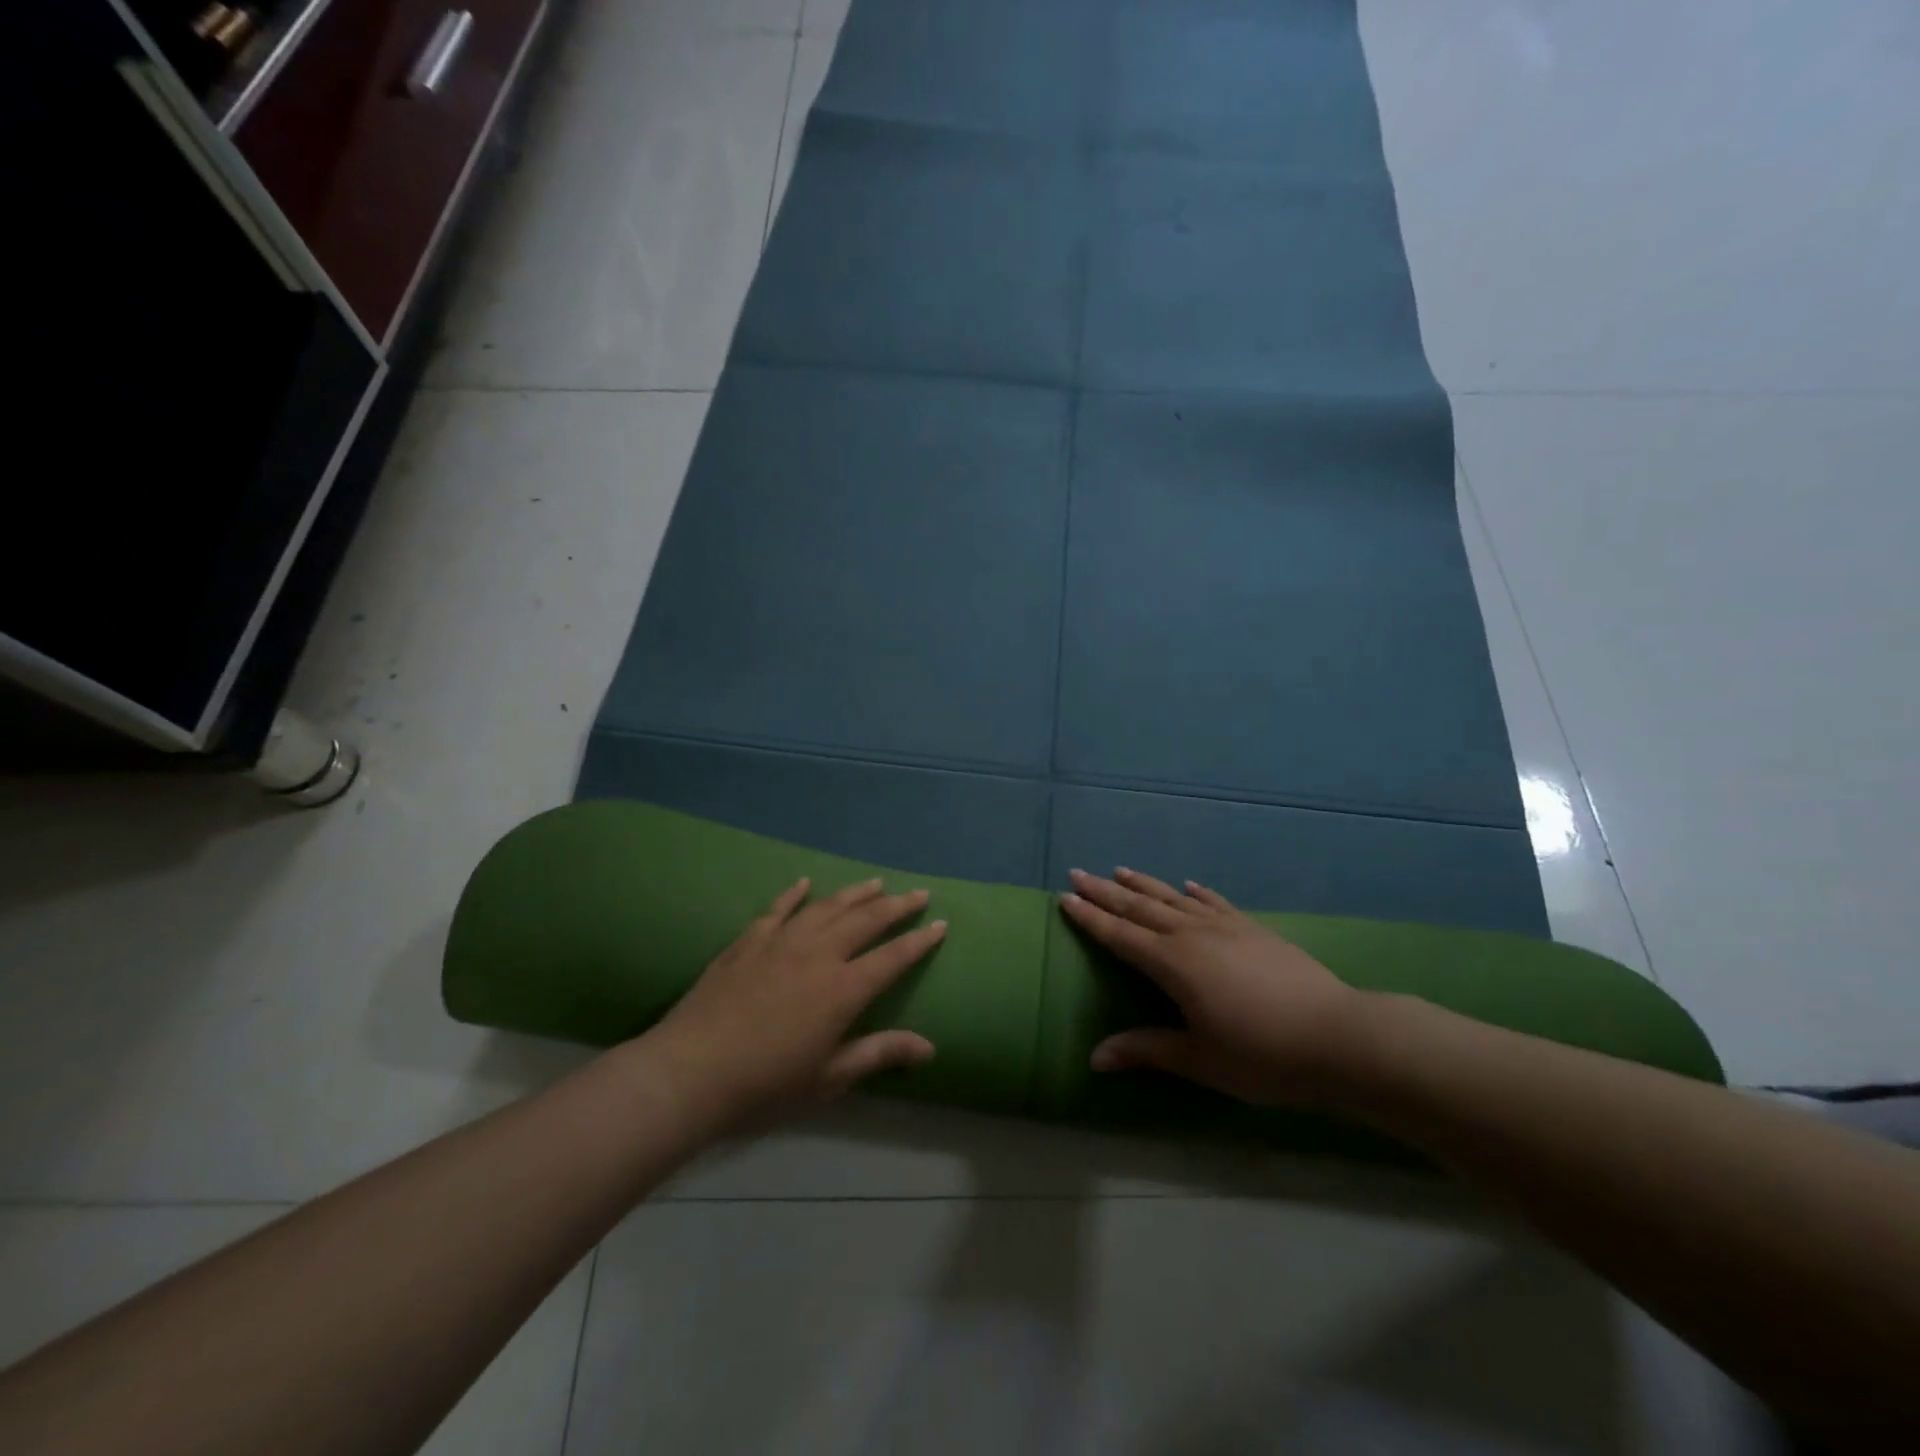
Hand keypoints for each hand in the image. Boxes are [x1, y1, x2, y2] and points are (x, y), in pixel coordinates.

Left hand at [644, 877, 944, 1130]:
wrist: (691, 1072)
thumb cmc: (767, 1083)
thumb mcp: (830, 1077)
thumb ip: (879, 1054)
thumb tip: (930, 1048)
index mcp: (843, 989)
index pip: (892, 957)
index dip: (919, 940)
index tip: (939, 923)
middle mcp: (818, 954)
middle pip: (865, 920)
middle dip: (896, 905)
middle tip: (917, 893)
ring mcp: (781, 942)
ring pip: (826, 907)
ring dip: (854, 893)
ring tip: (875, 883)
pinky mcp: (748, 942)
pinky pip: (777, 909)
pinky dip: (794, 894)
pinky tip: (805, 883)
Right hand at [1062, 867, 1368, 1106]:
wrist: (1338, 1037)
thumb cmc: (1262, 1055)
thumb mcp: (1200, 1060)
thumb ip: (1146, 1050)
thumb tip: (1094, 1058)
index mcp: (1172, 964)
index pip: (1120, 936)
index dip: (1090, 918)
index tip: (1065, 897)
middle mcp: (1193, 935)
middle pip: (1140, 908)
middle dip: (1106, 892)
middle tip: (1078, 873)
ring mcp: (1226, 927)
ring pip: (1174, 898)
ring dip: (1144, 884)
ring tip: (1121, 869)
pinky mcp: (1254, 929)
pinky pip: (1215, 902)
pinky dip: (1197, 891)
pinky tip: (1188, 884)